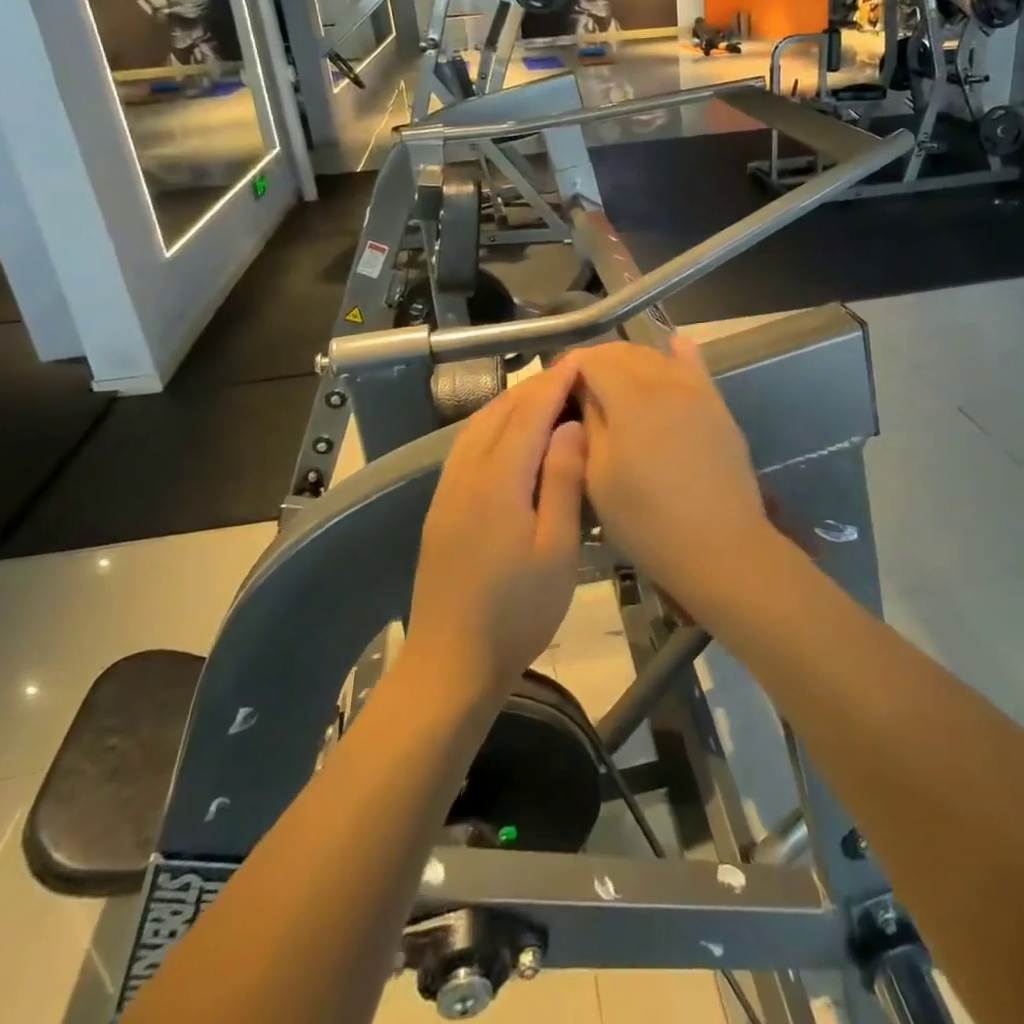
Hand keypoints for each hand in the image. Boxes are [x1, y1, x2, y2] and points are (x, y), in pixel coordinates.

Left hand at [405, 361, 586, 699]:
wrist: (452, 662)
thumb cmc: (518, 612)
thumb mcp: (557, 550)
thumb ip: (562, 481)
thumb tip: (570, 425)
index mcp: (498, 480)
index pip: (529, 413)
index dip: (555, 383)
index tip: (582, 361)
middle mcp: (466, 472)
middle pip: (501, 412)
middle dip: (535, 386)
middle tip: (572, 374)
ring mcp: (447, 488)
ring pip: (479, 425)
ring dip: (512, 402)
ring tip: (546, 394)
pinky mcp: (441, 505)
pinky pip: (466, 445)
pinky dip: (492, 423)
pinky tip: (510, 432)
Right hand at [570, 337, 773, 612]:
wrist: (720, 547)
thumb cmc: (647, 521)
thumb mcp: (598, 478)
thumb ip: (590, 425)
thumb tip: (586, 393)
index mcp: (631, 398)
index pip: (593, 359)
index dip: (570, 366)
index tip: (555, 386)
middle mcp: (665, 382)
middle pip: (624, 353)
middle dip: (597, 362)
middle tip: (579, 389)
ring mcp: (697, 392)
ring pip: (657, 357)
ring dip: (630, 362)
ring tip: (613, 384)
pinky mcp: (718, 407)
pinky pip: (696, 367)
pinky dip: (679, 354)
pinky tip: (674, 345)